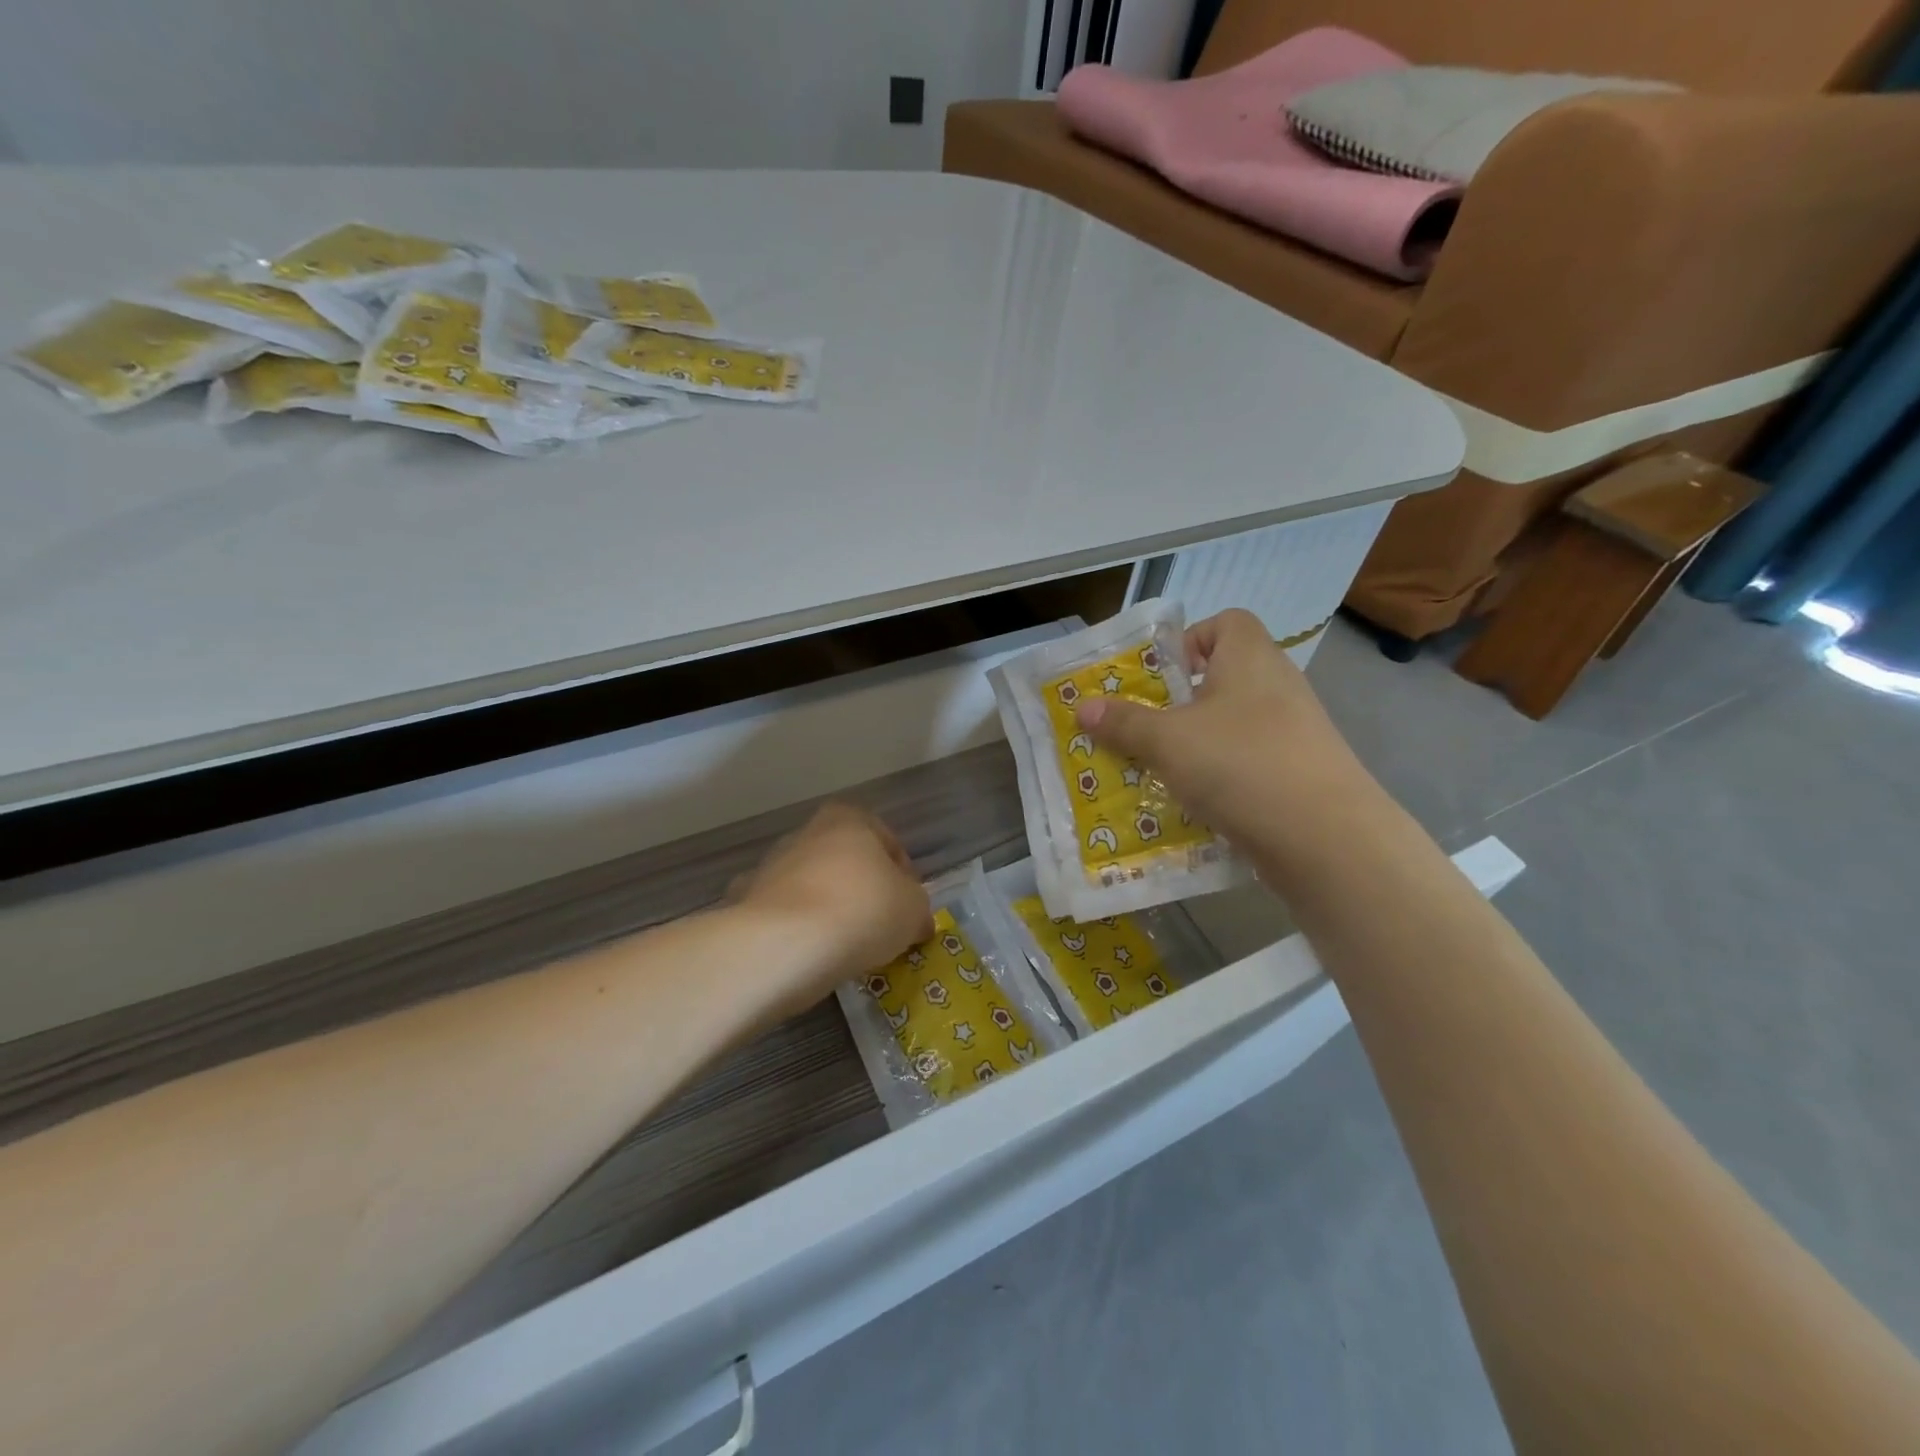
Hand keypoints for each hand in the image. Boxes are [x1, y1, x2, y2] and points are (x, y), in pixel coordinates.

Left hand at [730, 803, 932, 1016]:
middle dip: (862, 891)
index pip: (887, 842)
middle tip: (879, 930)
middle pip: (846, 863)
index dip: (904, 876)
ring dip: (827, 910)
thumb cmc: (861, 911)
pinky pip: (781, 915)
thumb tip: (916, 921)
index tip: (908, 909)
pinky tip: (807, 957)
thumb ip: (918, 909)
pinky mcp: (744, 901)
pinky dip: (794, 931)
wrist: (784, 945)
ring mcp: (770, 866)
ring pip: (811, 887)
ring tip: (843, 950)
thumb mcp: (913, 910)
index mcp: (849, 820)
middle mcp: (806, 833)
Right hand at [1073, 609, 1385, 877]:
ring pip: (1232, 725)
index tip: (1159, 677)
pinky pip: (1248, 761)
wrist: (1324, 838)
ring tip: (1159, 768)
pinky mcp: (1298, 773)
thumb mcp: (1168, 741)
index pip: (1225, 622)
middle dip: (1179, 702)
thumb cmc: (1240, 764)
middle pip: (1223, 677)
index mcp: (1250, 657)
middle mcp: (1277, 685)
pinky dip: (1221, 775)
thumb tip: (1083, 708)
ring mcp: (1293, 732)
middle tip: (1143, 727)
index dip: (1189, 640)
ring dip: (1196, 743)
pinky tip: (1194, 802)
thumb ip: (1124, 722)